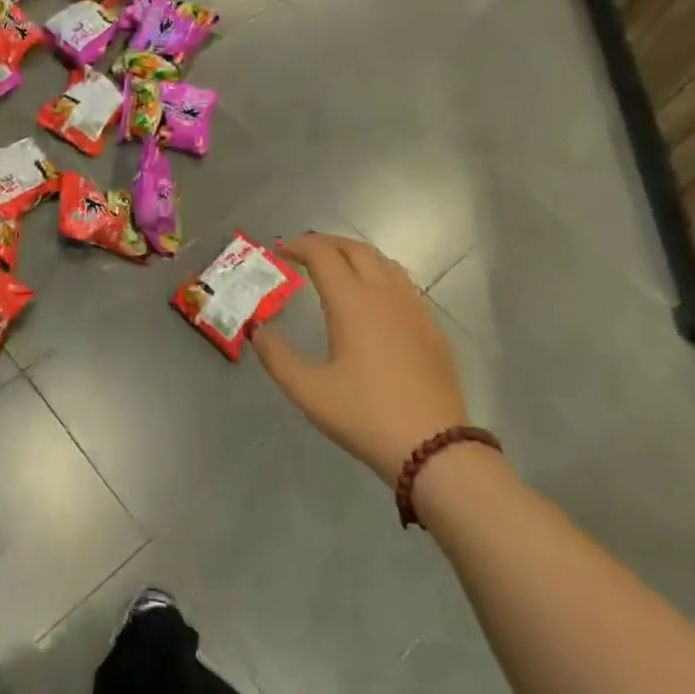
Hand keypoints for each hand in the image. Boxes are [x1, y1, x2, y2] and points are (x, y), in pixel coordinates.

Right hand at [252, 232, 468, 486]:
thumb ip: (276, 356)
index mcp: (352, 302)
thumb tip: (258, 330)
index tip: (279, 251)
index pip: (323, 254)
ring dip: (356, 256)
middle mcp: (385, 295)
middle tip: (303, 253)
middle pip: (356, 249)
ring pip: (385, 263)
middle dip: (326, 244)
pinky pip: (404, 285)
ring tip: (336, 269)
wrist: (436, 449)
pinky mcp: (432, 329)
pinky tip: (373, 301)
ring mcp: (414, 310)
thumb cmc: (365, 415)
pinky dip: (380, 276)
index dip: (298, 246)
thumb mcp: (307, 391)